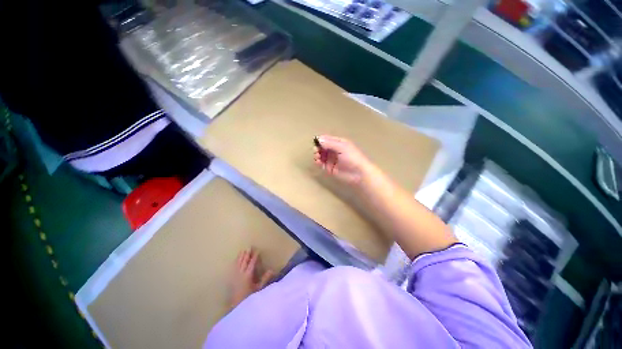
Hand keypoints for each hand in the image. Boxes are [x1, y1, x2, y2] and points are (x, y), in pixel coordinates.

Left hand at [228, 248, 274, 309]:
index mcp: (248, 275)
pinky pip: (233, 267)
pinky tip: (236, 259)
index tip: (257, 251)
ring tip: (242, 250)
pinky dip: (235, 262)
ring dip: (240, 257)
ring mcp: (235, 276)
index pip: (252, 263)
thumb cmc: (249, 297)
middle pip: (244, 261)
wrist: (237, 305)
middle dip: (247, 254)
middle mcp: (241, 274)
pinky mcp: (231, 278)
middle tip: (249, 247)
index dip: (254, 257)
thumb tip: (271, 270)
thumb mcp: (259, 288)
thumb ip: (265, 278)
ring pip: (238, 263)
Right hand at [313, 135, 373, 185]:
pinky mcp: (329, 168)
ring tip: (317, 157)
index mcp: (338, 143)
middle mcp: (334, 150)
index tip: (316, 142)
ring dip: (317, 155)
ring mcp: (331, 159)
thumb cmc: (352, 158)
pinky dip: (318, 162)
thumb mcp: (342, 148)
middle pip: (322, 147)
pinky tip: (318, 162)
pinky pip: (321, 164)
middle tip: (316, 151)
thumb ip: (330, 143)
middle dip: (318, 148)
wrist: (358, 173)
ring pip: (320, 155)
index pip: (327, 139)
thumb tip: (318, 139)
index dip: (320, 140)